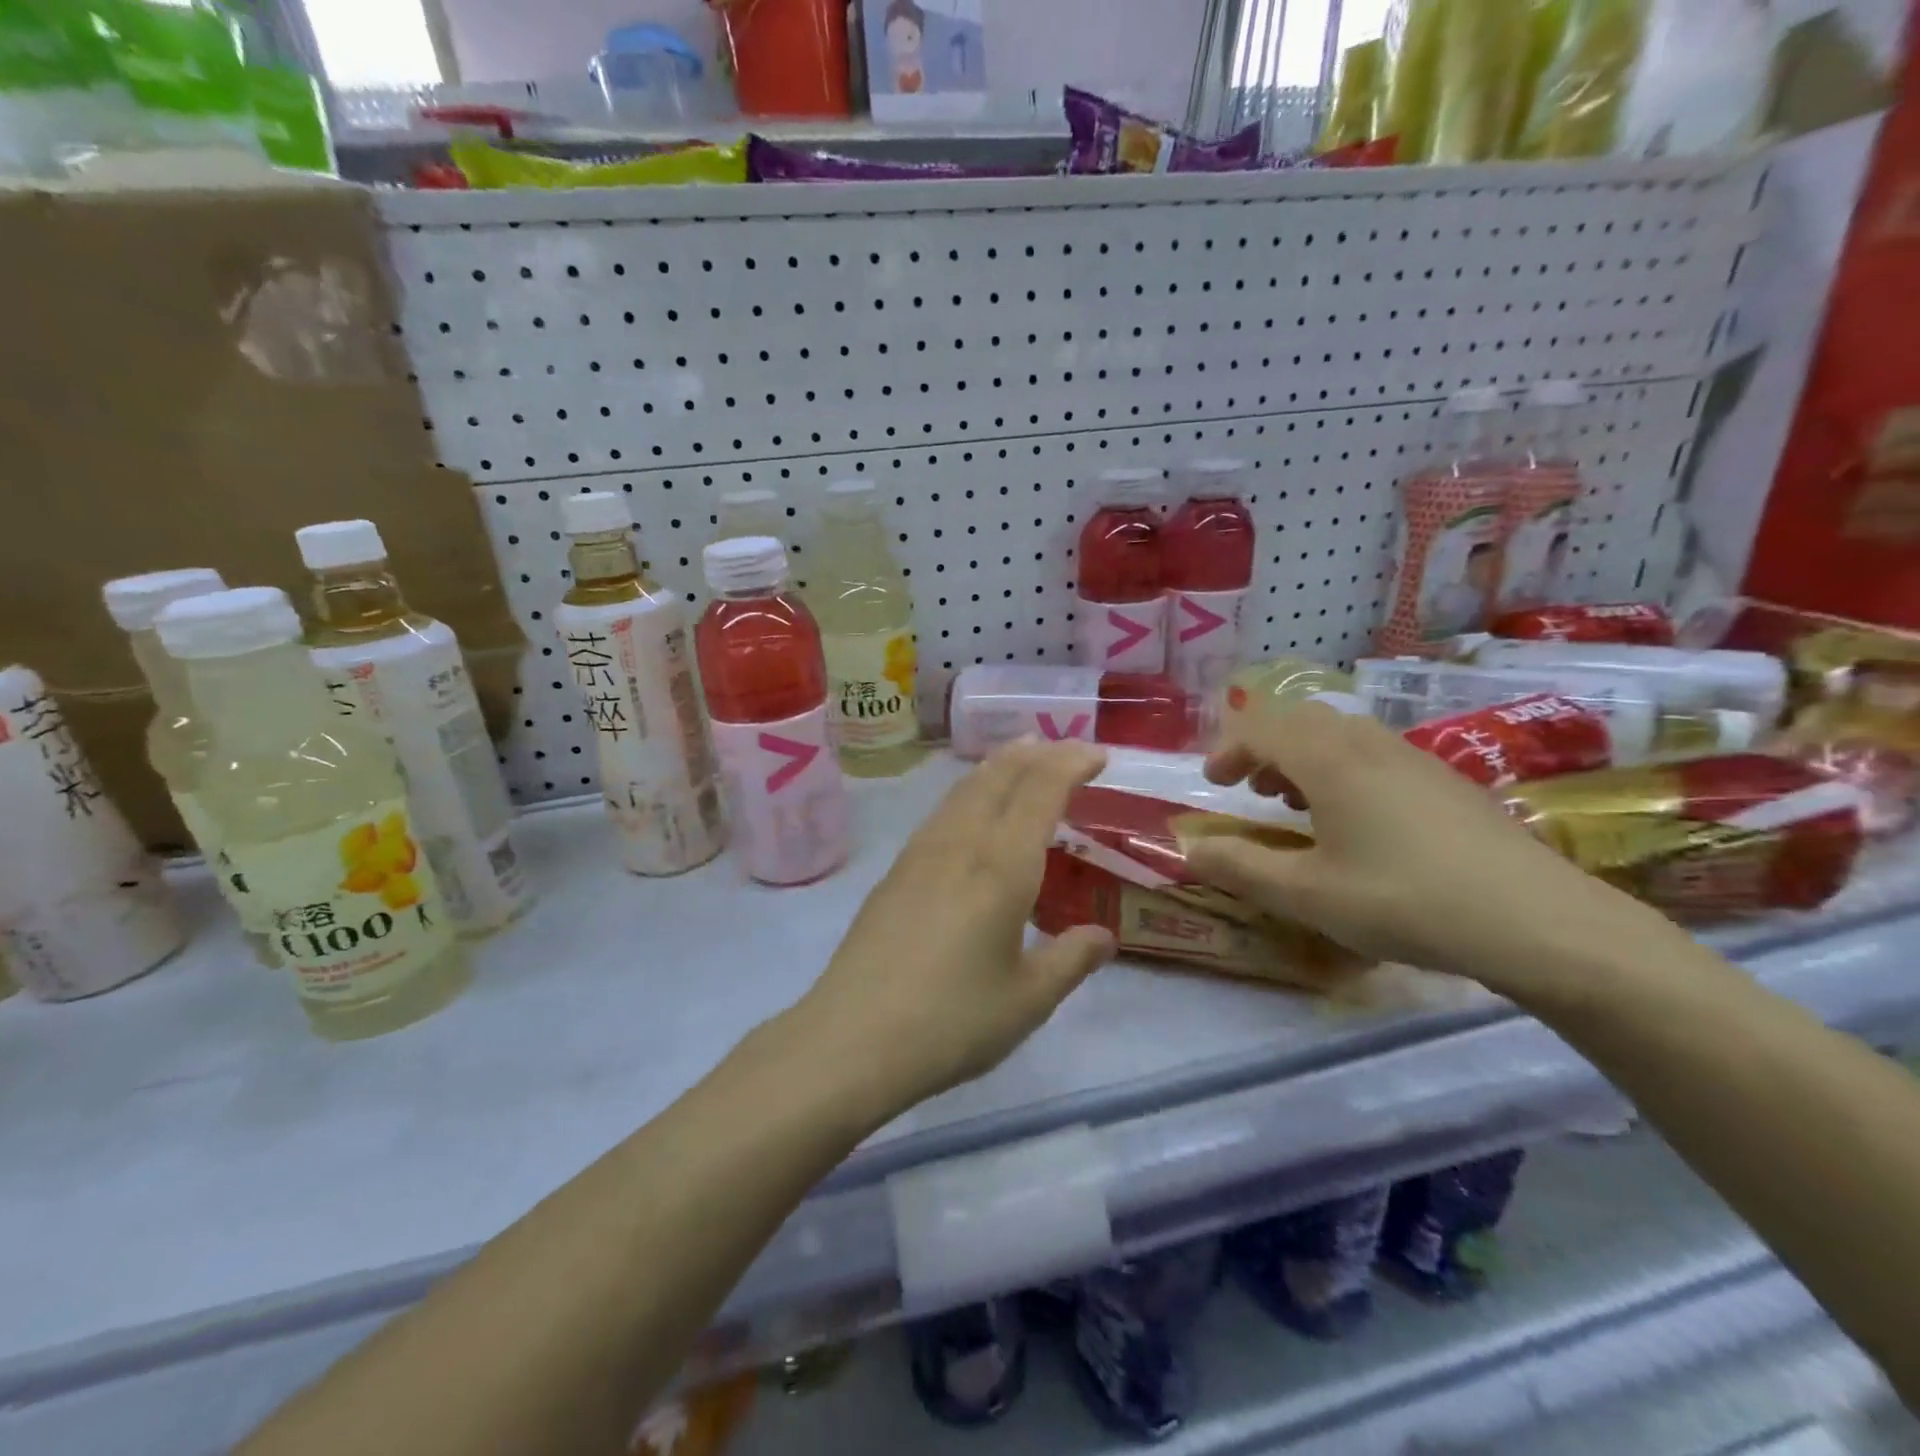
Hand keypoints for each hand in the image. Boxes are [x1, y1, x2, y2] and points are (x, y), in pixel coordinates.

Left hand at [794, 740, 1117, 1116]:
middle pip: (998, 775)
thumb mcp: (1028, 1000)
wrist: (852, 1039)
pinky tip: (969, 811)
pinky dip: (969, 792)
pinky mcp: (895, 872)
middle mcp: (961, 844)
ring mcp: (920, 853)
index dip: (1071, 762)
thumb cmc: (951, 1021)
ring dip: (998, 766)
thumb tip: (1103, 936)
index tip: (1097, 754)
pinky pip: (942, 811)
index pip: (1040, 790)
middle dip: (1035, 753)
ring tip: (1020, 760)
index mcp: (1002, 866)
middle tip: (1062, 748)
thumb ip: (1071, 960)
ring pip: (964, 788)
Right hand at [1184, 701, 1658, 993]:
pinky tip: (1356, 823)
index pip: (1262, 728)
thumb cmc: (1404, 901)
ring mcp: (1414, 758)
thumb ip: (1239, 866)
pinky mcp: (1446, 781)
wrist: (1538, 921)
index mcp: (1329, 760)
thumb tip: (1188, 847)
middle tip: (1251, 789)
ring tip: (1295, 804)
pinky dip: (1342, 770)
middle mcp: (1369, 745)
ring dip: (1304, 758)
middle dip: (1265, 747)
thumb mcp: (1306, 893)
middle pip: (1301, 720)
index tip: (1212, 784)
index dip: (1228, 750)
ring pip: (1341, 734)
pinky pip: (1374, 753)